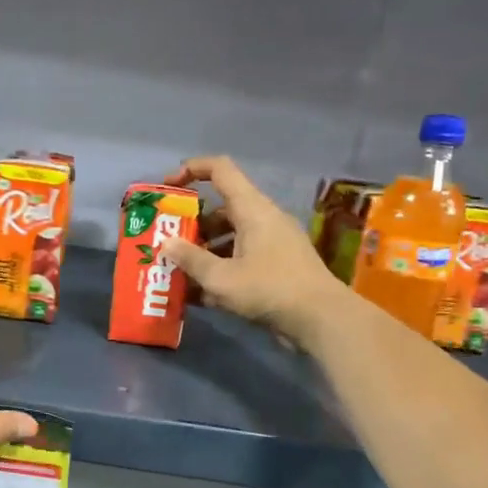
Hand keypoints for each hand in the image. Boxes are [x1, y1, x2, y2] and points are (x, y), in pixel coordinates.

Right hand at [159, 155, 350, 347]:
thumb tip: (166, 244)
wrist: (321, 319)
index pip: (220, 170)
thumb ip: (191, 259)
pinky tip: (200, 294)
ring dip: (204, 251)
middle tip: (168, 243)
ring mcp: (273, 243)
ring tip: (179, 273)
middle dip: (192, 224)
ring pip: (230, 236)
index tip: (167, 187)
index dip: (191, 169)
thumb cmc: (269, 289)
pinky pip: (242, 258)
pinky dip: (221, 269)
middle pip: (221, 209)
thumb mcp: (221, 278)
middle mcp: (263, 219)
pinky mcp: (278, 266)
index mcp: (252, 209)